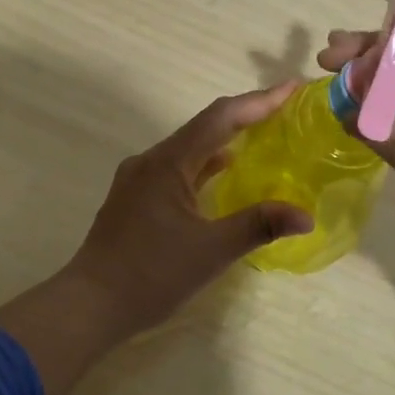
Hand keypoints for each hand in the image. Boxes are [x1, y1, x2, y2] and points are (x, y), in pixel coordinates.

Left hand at [0, 86, 312, 394]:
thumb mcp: (211, 251)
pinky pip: (178, 167)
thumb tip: (306, 215)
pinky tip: (222, 172)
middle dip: (246, 114)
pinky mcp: (135, 197)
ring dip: (225, 138)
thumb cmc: (150, 275)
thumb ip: (259, 226)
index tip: (292, 88)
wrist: (89, 306)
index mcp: (168, 163)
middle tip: (284, 109)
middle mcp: (151, 160)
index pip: (220, 118)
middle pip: (205, 126)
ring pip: (190, 147)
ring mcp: (139, 179)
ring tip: (262, 134)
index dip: (259, 101)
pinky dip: (205, 164)